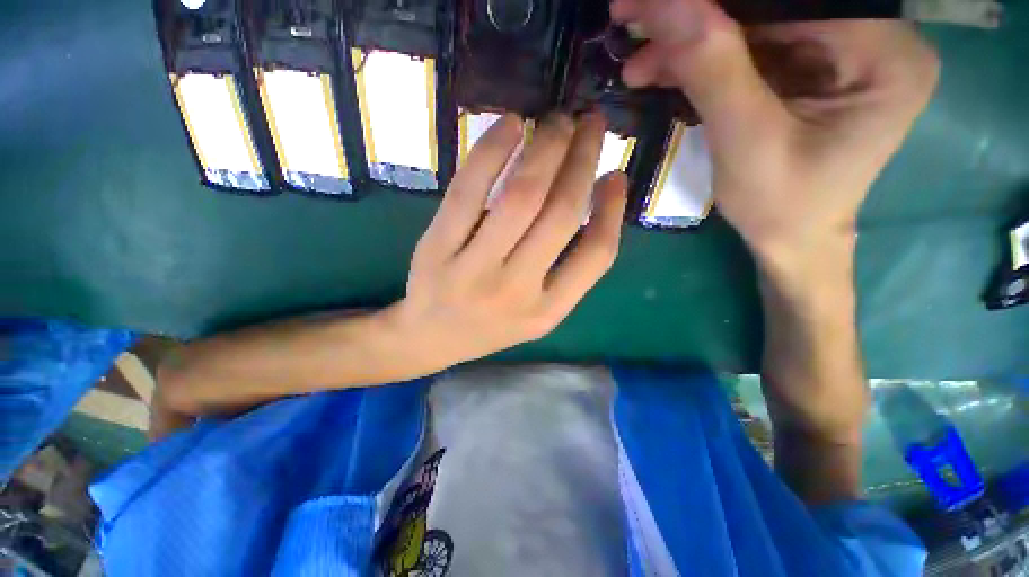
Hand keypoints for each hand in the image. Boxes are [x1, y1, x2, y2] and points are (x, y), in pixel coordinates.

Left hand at [389, 113, 627, 371]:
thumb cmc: (491, 325)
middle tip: (589, 123)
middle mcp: (516, 291)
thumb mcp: (540, 311)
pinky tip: (511, 125)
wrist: (432, 337)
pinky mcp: (437, 248)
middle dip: (582, 159)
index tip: (617, 173)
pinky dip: (491, 152)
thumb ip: (570, 267)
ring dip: (546, 149)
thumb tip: (600, 196)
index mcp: (548, 310)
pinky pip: (468, 191)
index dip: (614, 210)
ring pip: (521, 197)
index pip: (596, 255)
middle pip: (560, 214)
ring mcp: (473, 269)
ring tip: (558, 121)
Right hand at [611, 0, 938, 260]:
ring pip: (755, 23)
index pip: (793, 1)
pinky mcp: (812, 66)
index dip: (715, 1)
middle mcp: (873, 39)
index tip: (649, 5)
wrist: (790, 239)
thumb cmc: (780, 207)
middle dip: (698, 18)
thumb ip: (713, 71)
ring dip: (691, 41)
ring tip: (639, 63)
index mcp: (884, 55)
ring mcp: (841, 51)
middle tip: (634, 20)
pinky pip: (752, 47)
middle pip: (774, 5)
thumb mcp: (745, 143)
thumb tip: (666, 6)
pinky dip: (703, 58)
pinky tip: (663, 70)